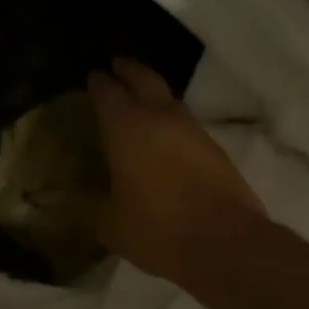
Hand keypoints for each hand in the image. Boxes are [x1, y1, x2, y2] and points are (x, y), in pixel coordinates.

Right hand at [86, 57, 263, 285]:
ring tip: (141, 101)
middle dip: (129, 70)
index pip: (108, 93)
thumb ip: (95, 207)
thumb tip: (84, 203)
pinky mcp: (215, 149)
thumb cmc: (157, 230)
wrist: (224, 244)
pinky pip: (186, 124)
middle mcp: (161, 119)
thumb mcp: (110, 225)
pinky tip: (165, 137)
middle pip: (145, 79)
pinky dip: (172, 122)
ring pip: (170, 100)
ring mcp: (193, 131)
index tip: (93, 77)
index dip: (98, 83)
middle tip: (117, 65)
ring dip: (154, 95)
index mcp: (126, 129)